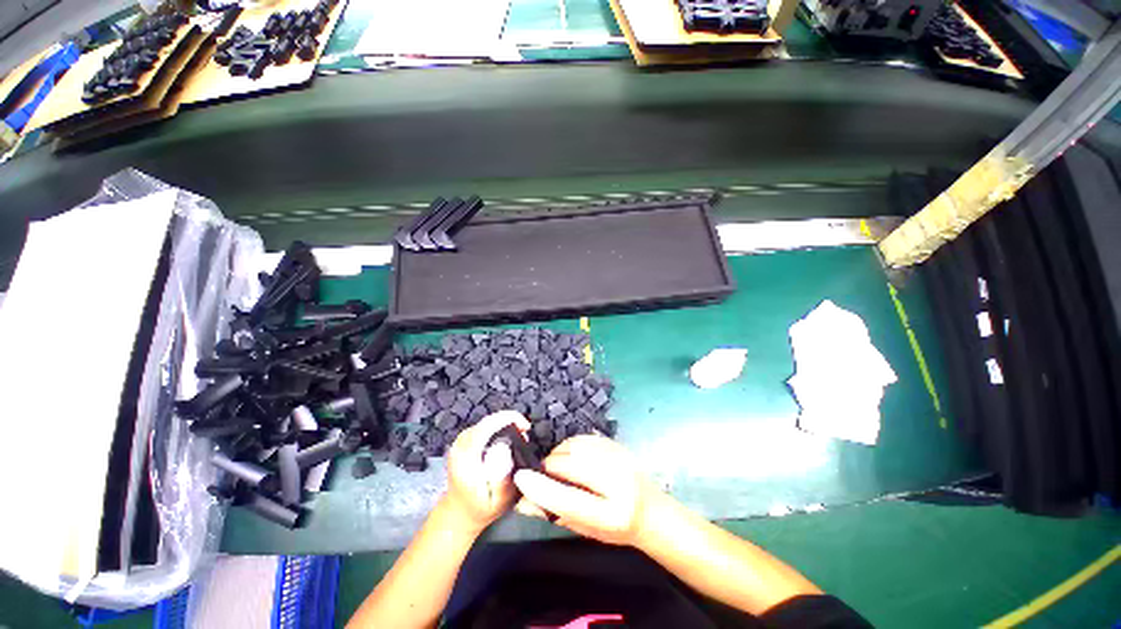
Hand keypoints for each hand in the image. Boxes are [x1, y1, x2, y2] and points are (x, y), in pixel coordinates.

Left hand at [442, 411, 530, 532]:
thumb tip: (505, 448)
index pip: (487, 426)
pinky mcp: (463, 441)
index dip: (508, 419)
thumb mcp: (497, 500)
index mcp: (466, 457)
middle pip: (488, 421)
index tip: (526, 427)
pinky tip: (508, 438)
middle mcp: (460, 445)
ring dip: (505, 424)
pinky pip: (483, 426)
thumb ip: (502, 477)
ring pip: (486, 422)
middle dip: (510, 421)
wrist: (459, 514)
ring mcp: (460, 442)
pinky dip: (498, 427)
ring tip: (520, 436)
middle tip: (525, 434)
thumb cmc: (482, 508)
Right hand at [513, 435, 656, 546]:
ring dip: (558, 453)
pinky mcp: (617, 444)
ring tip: (556, 466)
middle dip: (549, 466)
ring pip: (575, 445)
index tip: (520, 478)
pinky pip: (583, 437)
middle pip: (571, 464)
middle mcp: (619, 481)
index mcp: (613, 516)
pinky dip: (569, 445)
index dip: (541, 487)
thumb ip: (556, 513)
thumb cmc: (616, 528)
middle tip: (541, 474)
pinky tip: (570, 456)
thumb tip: (523, 500)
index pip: (570, 500)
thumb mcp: (587, 530)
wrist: (651, 510)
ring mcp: (620, 458)